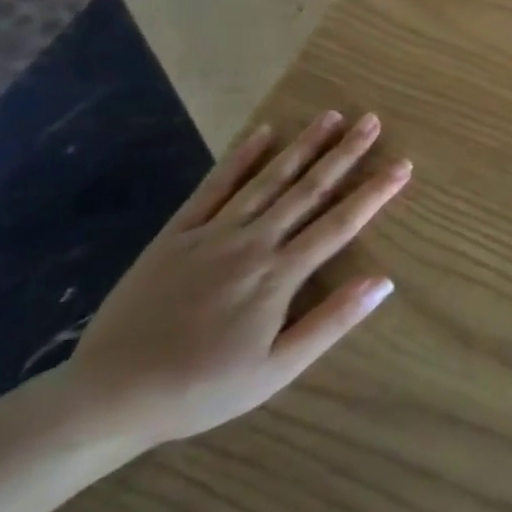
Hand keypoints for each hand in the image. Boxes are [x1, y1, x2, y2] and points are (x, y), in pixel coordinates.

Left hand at [64, 112, 411, 447]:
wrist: (109, 395)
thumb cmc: (202, 389)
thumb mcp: (276, 371)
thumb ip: (330, 322)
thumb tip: (383, 282)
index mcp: (278, 275)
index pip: (339, 224)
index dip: (374, 193)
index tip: (402, 165)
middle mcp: (251, 243)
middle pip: (308, 190)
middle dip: (344, 154)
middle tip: (371, 120)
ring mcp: (211, 234)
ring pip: (267, 180)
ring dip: (302, 146)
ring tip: (331, 117)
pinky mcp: (176, 234)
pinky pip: (213, 187)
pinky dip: (240, 158)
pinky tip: (262, 133)